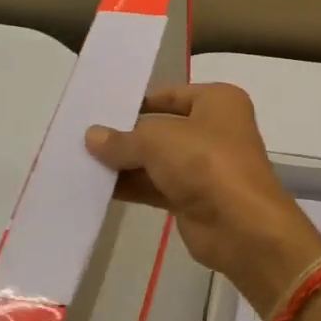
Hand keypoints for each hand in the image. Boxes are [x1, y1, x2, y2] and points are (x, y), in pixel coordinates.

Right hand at [86, 84, 320, 315]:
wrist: (241, 226)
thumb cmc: (205, 163)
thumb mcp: (157, 140)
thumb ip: (123, 139)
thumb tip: (92, 137)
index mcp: (218, 101)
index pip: (169, 95)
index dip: (136, 102)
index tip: (98, 109)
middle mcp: (214, 129)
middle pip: (161, 128)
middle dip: (126, 135)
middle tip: (80, 137)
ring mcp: (205, 166)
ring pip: (157, 159)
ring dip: (124, 163)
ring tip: (80, 161)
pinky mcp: (193, 198)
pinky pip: (156, 186)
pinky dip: (131, 186)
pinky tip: (97, 187)